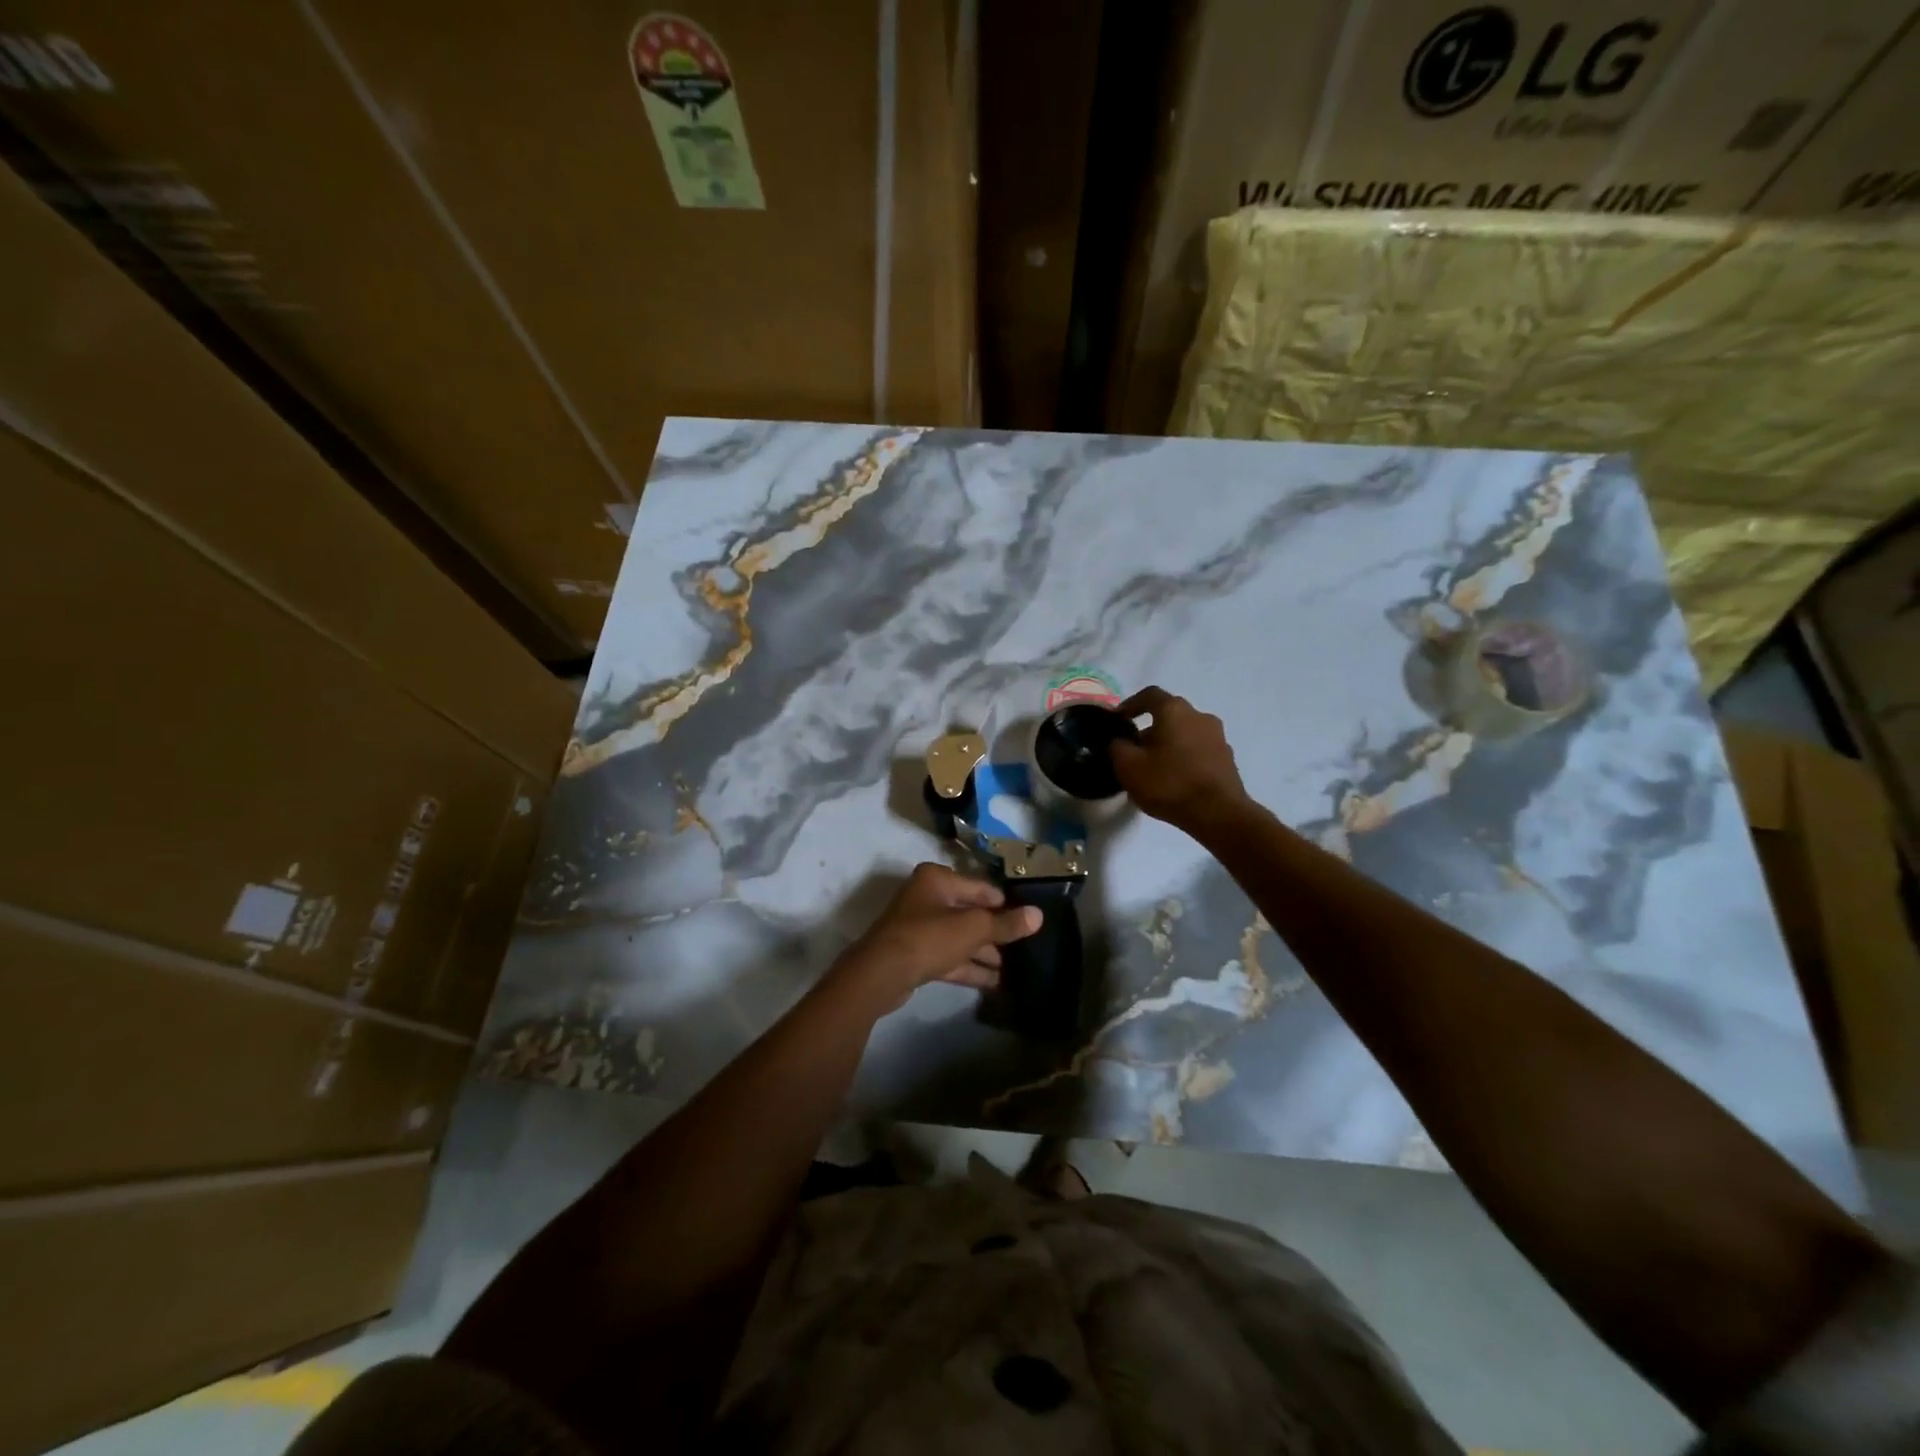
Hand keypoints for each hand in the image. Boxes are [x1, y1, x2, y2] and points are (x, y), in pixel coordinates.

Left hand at [837, 864, 1042, 1008]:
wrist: (881, 973)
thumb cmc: (929, 937)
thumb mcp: (973, 928)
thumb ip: (1006, 923)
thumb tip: (1038, 915)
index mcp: (937, 879)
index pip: (980, 888)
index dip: (1005, 903)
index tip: (1027, 919)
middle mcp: (927, 898)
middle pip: (970, 913)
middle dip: (995, 932)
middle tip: (1024, 947)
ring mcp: (919, 928)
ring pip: (960, 938)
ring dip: (985, 953)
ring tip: (1016, 969)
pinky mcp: (916, 955)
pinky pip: (950, 957)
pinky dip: (970, 967)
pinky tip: (996, 983)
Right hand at [1109, 687, 1253, 837]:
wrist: (1218, 814)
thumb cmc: (1169, 784)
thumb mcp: (1128, 766)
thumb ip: (1117, 747)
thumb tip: (1120, 741)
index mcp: (1174, 710)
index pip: (1149, 695)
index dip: (1130, 704)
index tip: (1118, 719)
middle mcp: (1199, 716)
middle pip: (1169, 714)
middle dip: (1150, 728)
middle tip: (1134, 748)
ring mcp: (1218, 737)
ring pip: (1185, 732)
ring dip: (1168, 743)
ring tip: (1154, 767)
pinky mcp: (1227, 758)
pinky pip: (1199, 750)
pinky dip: (1184, 757)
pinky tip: (1175, 778)